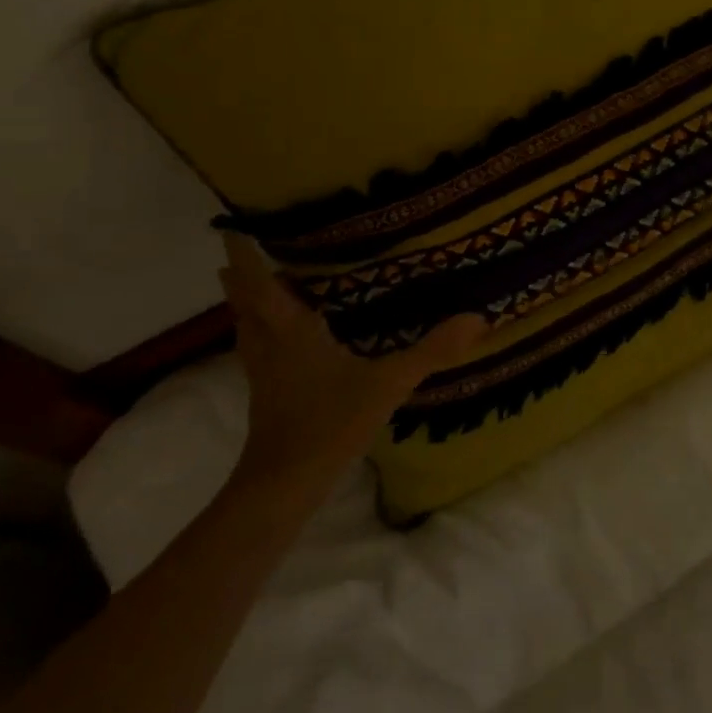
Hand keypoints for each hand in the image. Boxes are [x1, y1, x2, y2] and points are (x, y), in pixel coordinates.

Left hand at [218, 233, 487, 492]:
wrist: (282, 486)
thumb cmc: (329, 424)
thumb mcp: (388, 383)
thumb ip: (431, 351)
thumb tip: (477, 317)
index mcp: (290, 330)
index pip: (258, 283)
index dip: (242, 254)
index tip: (234, 226)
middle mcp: (269, 344)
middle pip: (244, 301)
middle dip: (240, 273)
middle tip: (247, 246)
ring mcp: (262, 371)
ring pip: (245, 326)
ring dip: (246, 302)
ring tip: (253, 282)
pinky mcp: (264, 393)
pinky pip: (255, 347)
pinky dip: (258, 329)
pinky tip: (276, 337)